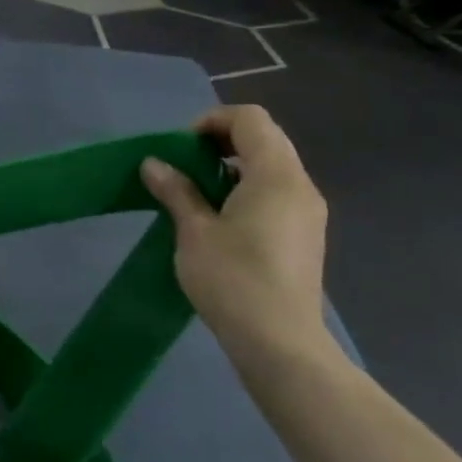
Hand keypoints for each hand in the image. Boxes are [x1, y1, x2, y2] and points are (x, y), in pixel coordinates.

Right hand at [140, 106, 331, 361]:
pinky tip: (221, 220)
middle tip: (185, 166)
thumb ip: (177, 191)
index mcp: (276, 175)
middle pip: (265, 138)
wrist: (279, 342)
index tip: (181, 148)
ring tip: (198, 194)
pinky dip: (248, 189)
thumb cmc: (233, 279)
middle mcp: (300, 185)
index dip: (212, 121)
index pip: (250, 119)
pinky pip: (277, 192)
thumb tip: (154, 163)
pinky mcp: (305, 235)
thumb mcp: (194, 231)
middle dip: (222, 141)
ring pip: (272, 166)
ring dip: (234, 167)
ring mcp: (308, 211)